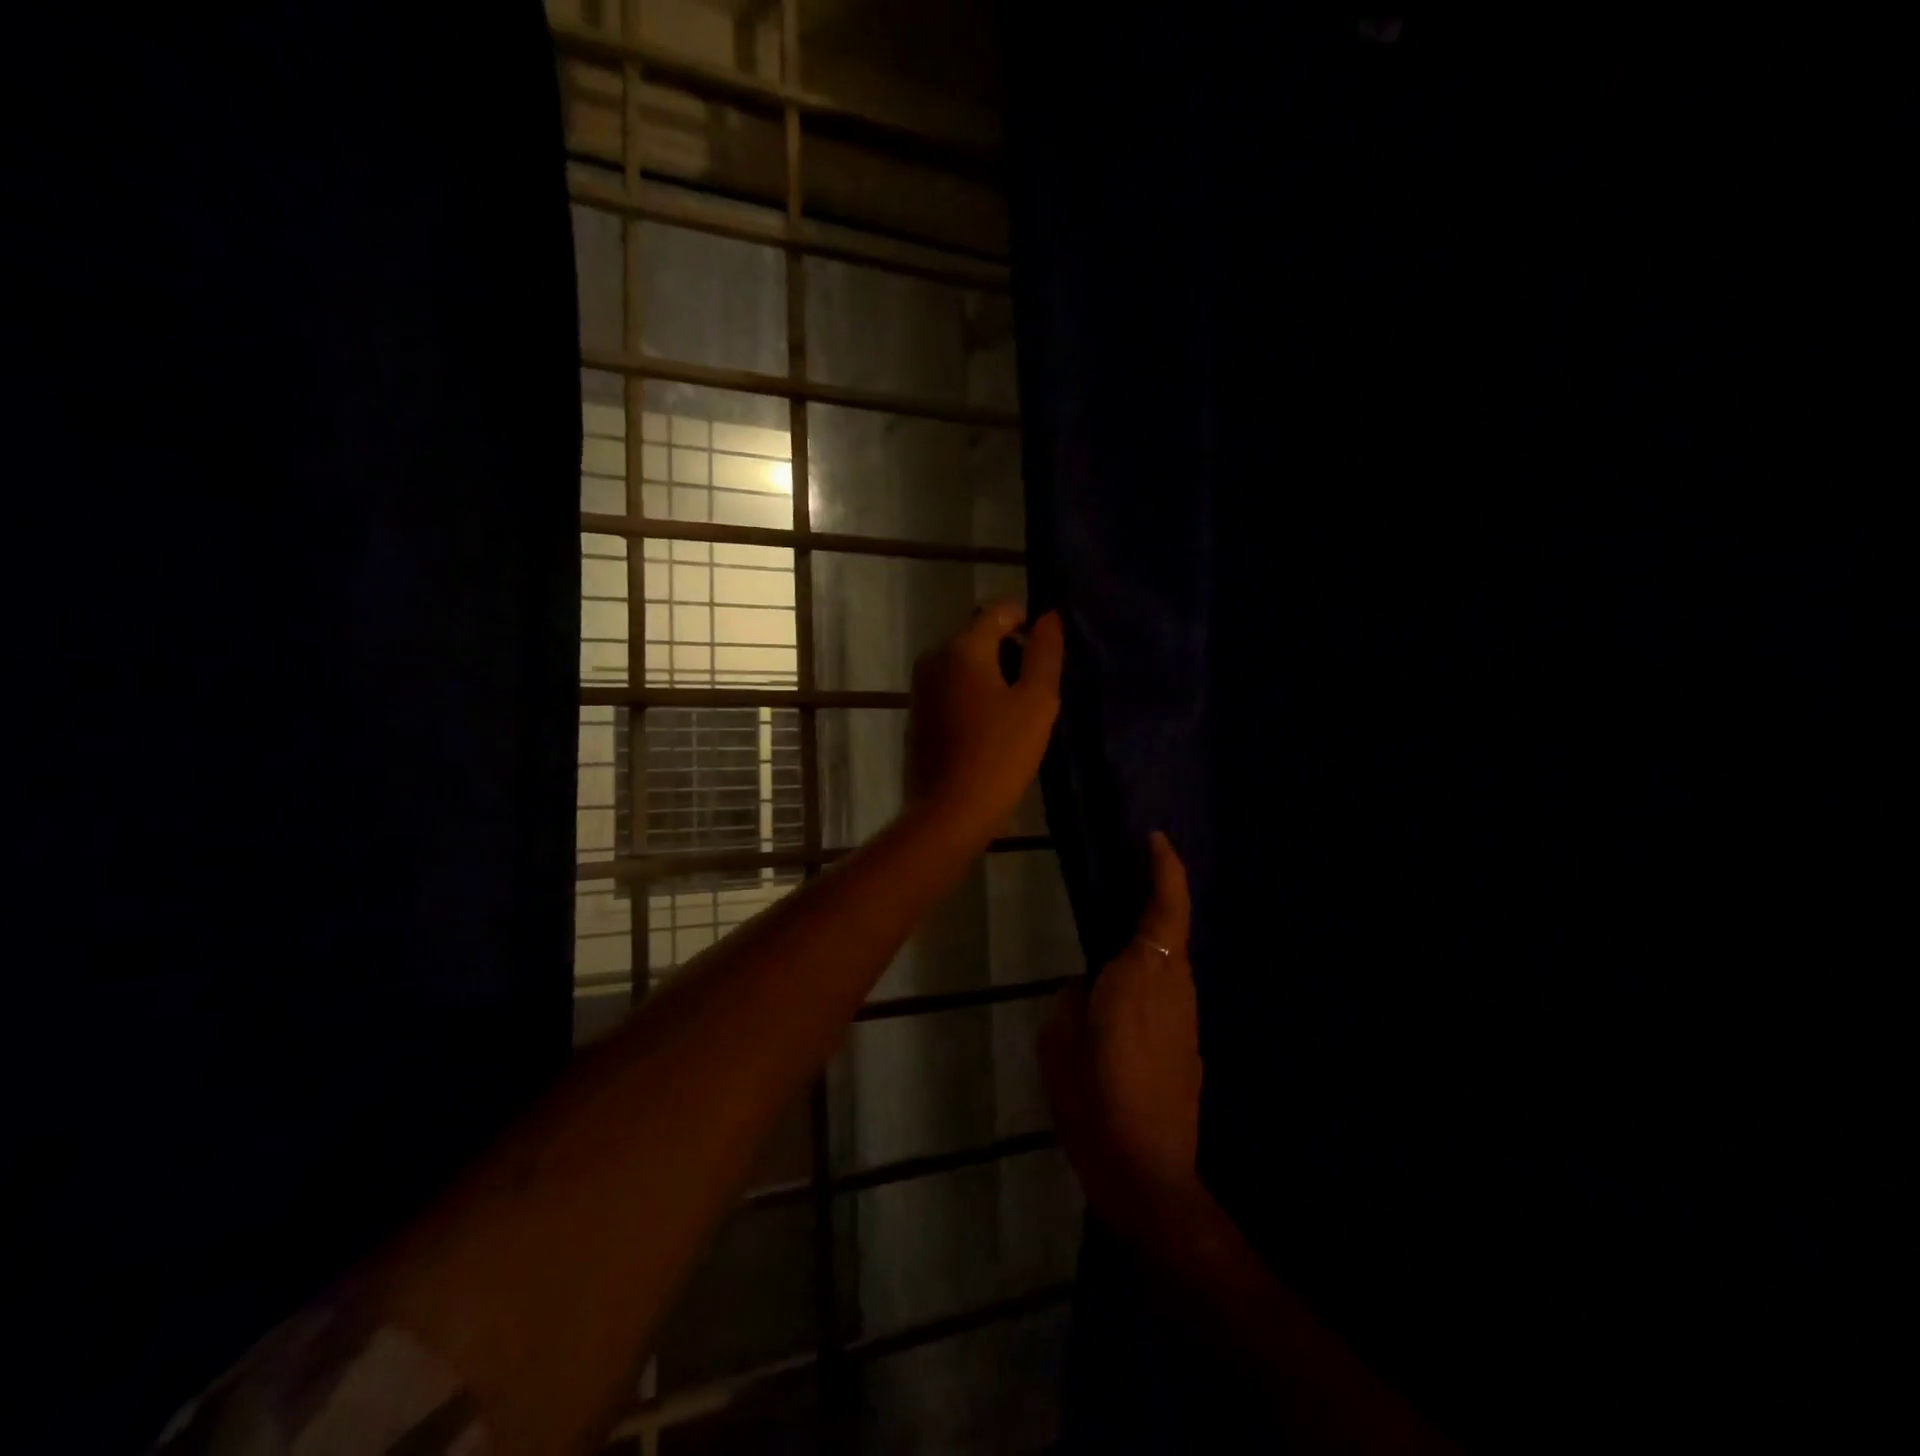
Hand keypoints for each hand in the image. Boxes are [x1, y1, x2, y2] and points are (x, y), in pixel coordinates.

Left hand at [905, 601, 1063, 844]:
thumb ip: (1045, 654)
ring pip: (963, 661)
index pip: (999, 610)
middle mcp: (934, 657)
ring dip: (991, 673)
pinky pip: (951, 686)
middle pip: (978, 633)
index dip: (1027, 621)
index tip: (1046, 652)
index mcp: (962, 647)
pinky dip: (972, 693)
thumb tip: (1048, 617)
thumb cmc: (999, 755)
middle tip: (1035, 686)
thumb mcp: (1037, 702)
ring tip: (1017, 708)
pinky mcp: (917, 712)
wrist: (949, 812)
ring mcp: (921, 686)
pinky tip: (990, 726)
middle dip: (1009, 649)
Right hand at [1039, 833, 1205, 1241]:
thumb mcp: (1059, 1043)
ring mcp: (1188, 1021)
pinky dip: (1149, 980)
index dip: (1165, 869)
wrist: (1150, 1178)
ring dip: (1150, 943)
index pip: (1165, 908)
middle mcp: (1175, 988)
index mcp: (1141, 976)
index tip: (1154, 839)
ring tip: (1111, 943)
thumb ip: (1072, 999)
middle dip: (1154, 900)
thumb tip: (1087, 986)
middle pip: (1171, 931)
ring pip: (1172, 964)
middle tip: (1121, 882)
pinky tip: (1121, 1002)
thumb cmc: (1095, 1103)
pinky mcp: (1190, 1048)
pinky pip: (1169, 995)